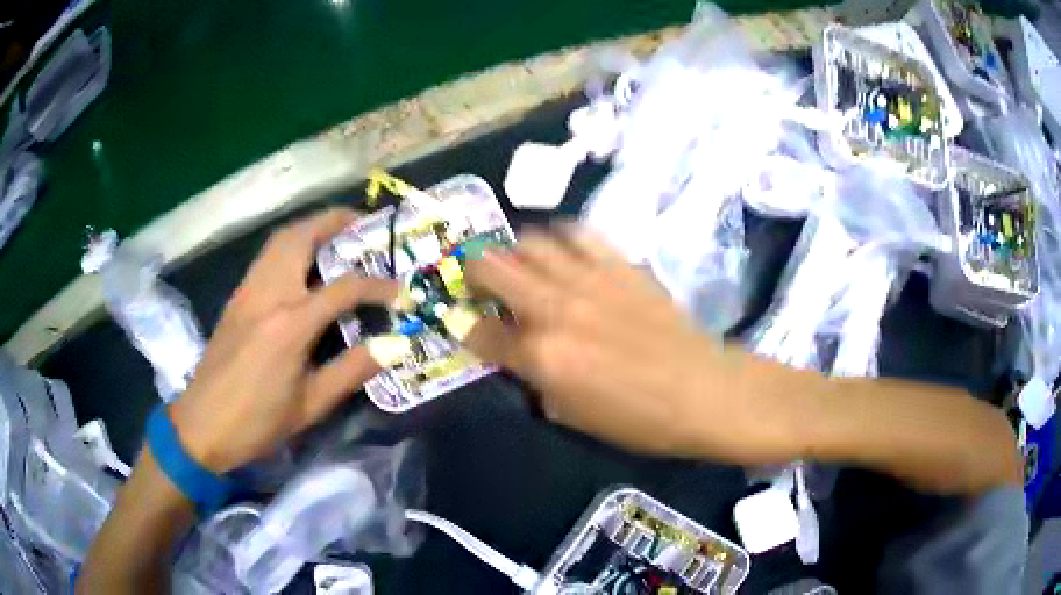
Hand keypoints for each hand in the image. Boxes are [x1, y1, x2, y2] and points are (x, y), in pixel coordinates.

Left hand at [169, 209, 396, 472]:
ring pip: (279, 241)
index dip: (378, 286)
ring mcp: (247, 292)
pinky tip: (303, 266)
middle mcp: (268, 295)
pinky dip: (290, 246)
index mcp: (290, 325)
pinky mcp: (236, 298)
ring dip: (310, 228)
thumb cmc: (258, 423)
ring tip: (336, 236)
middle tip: (362, 225)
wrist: (202, 427)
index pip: (344, 288)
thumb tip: (395, 345)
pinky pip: (267, 256)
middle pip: (300, 238)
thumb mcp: (311, 405)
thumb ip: (353, 370)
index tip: (401, 292)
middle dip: (334, 222)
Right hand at [462, 228, 788, 459]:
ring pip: (531, 241)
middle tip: (481, 284)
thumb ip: (535, 381)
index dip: (466, 328)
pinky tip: (564, 254)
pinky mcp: (620, 264)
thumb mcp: (573, 417)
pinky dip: (561, 240)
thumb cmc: (639, 419)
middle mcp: (556, 308)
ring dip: (516, 252)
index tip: (468, 325)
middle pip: (492, 268)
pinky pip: (578, 233)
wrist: (702, 391)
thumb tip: (517, 355)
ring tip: (522, 266)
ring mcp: (589, 279)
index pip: (481, 333)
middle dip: (474, 273)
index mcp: (542, 356)